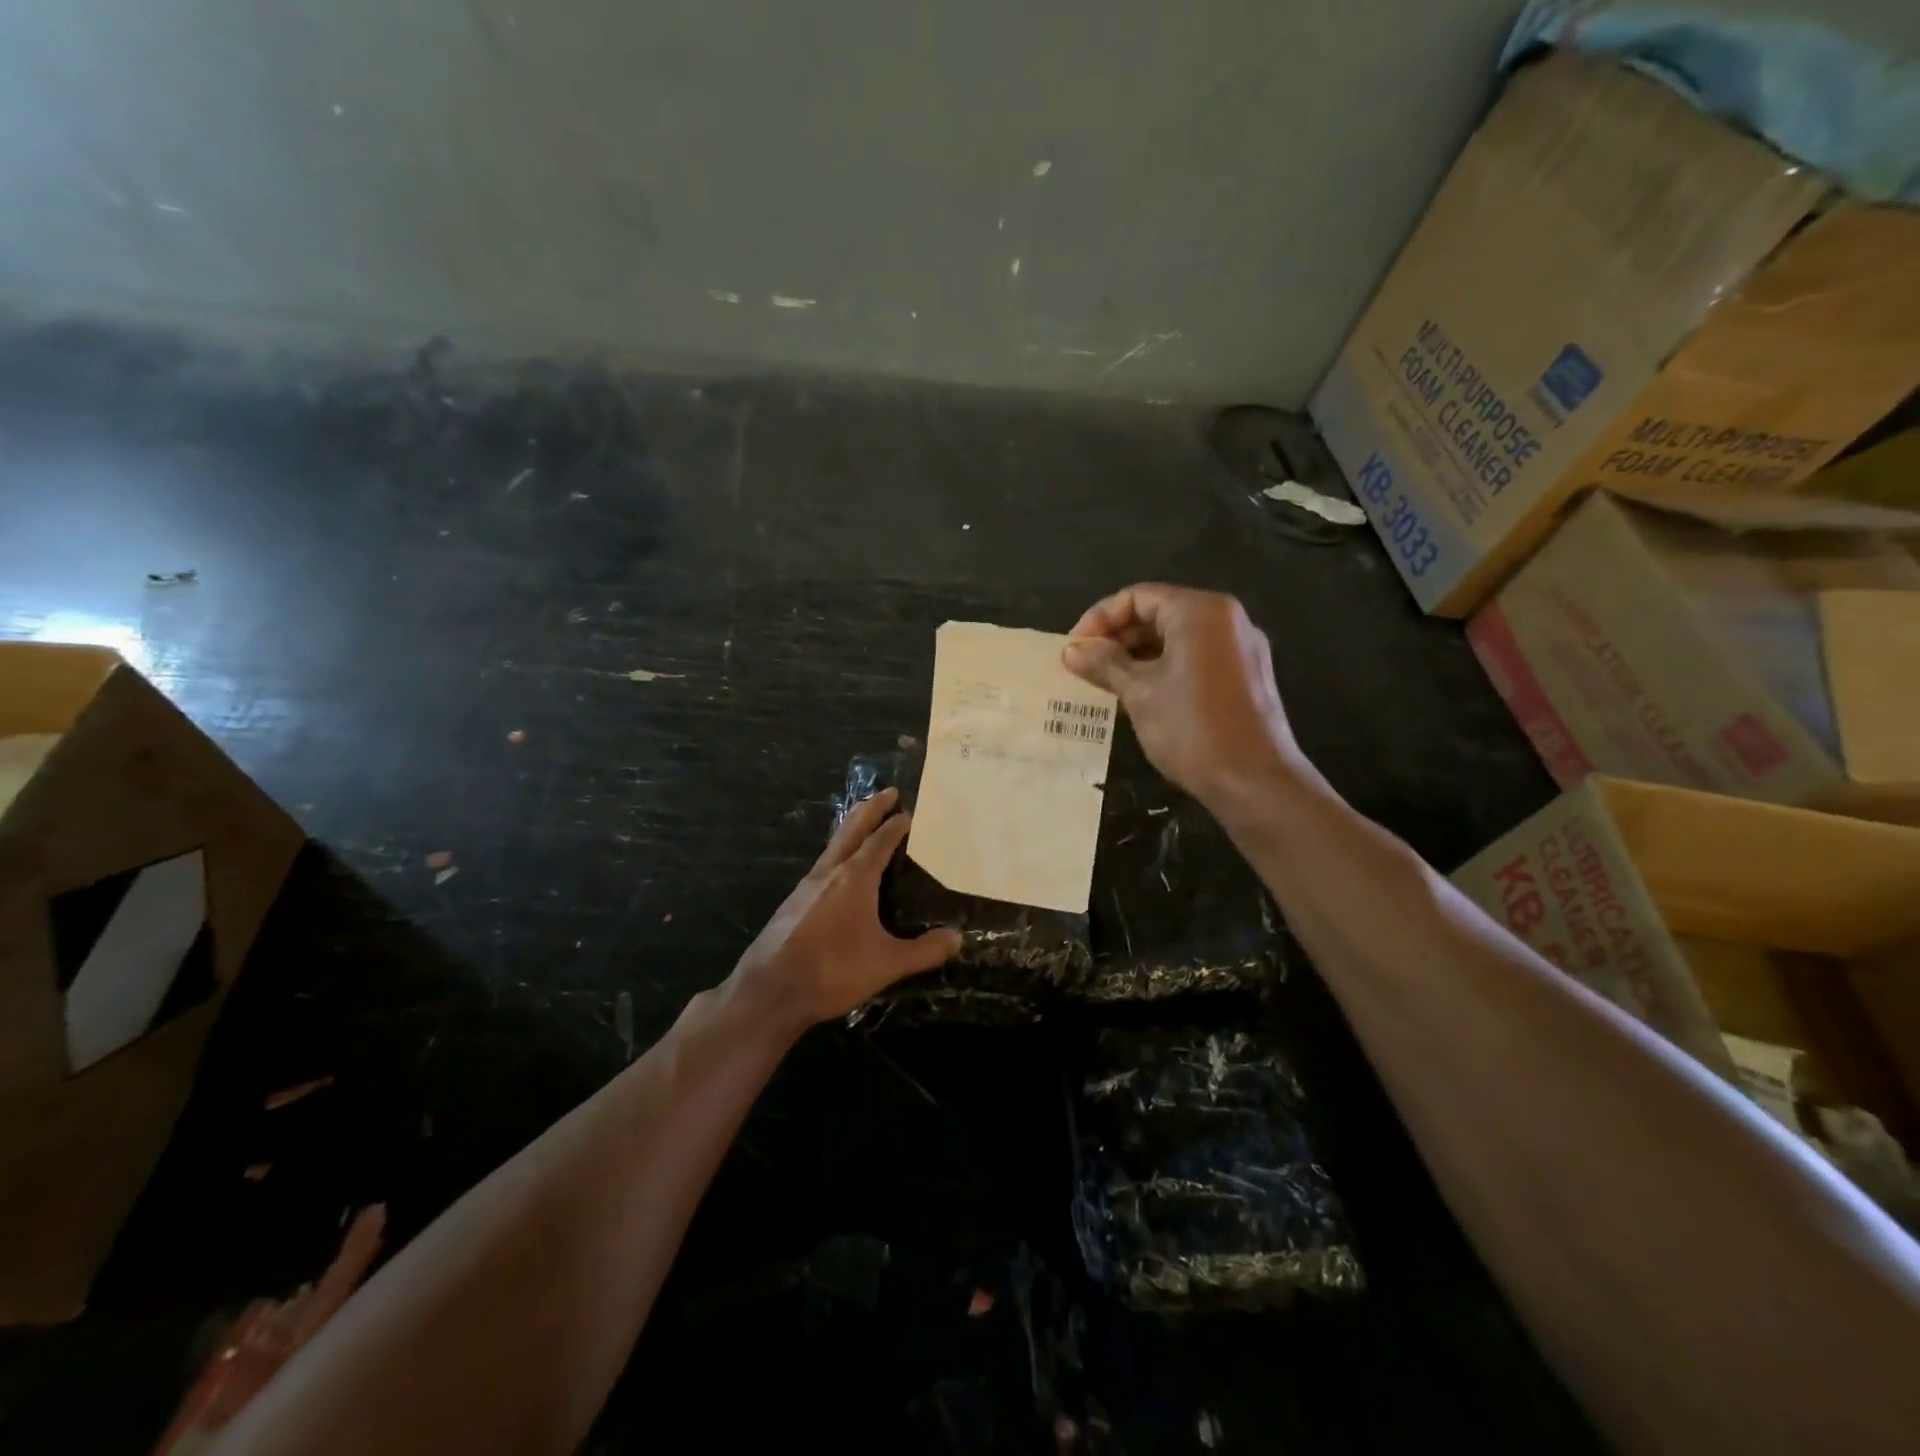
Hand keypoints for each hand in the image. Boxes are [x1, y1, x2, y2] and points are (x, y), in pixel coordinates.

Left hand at [727, 787, 961, 1030]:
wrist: (770, 991)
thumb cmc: (832, 970)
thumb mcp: (886, 964)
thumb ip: (924, 951)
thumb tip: (958, 939)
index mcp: (855, 877)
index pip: (880, 840)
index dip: (896, 825)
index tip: (910, 811)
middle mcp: (829, 872)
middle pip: (852, 828)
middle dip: (871, 808)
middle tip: (888, 792)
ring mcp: (807, 885)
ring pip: (834, 845)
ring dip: (852, 828)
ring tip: (866, 823)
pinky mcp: (794, 902)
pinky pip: (823, 864)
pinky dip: (838, 852)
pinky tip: (841, 870)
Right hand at [1062, 583, 1301, 805]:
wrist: (1255, 783)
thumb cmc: (1192, 729)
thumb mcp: (1139, 693)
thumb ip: (1104, 664)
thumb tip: (1071, 650)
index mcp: (1200, 612)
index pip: (1137, 597)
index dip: (1099, 619)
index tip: (1074, 649)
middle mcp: (1226, 620)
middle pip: (1159, 613)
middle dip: (1118, 638)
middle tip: (1085, 667)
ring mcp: (1240, 648)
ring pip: (1177, 638)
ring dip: (1138, 656)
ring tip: (1105, 684)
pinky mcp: (1245, 676)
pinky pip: (1196, 658)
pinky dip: (1164, 669)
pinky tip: (1139, 697)